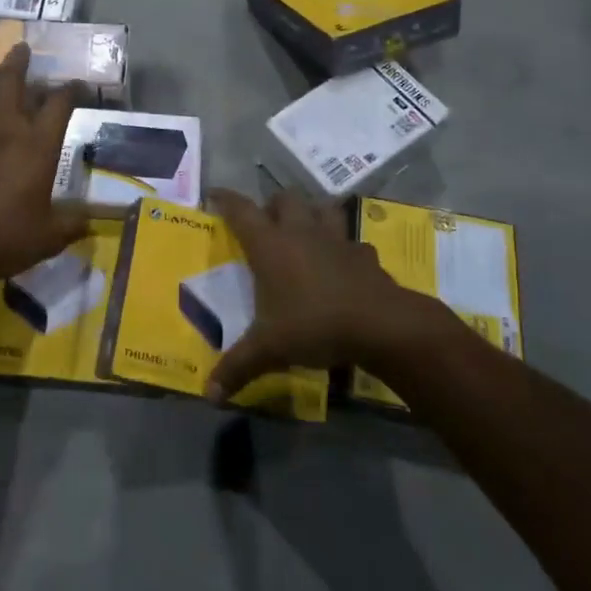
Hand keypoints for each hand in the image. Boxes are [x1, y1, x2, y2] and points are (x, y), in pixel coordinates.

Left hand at [0, 44, 89, 290]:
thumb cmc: (5, 237)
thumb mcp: (50, 236)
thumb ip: (74, 223)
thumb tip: (94, 219)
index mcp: (37, 146)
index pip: (58, 104)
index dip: (69, 90)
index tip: (75, 84)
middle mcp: (6, 129)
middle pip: (12, 81)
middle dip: (19, 62)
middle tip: (22, 48)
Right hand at [205, 188, 427, 401]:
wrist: (381, 325)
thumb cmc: (314, 325)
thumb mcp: (269, 349)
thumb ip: (238, 368)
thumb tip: (209, 396)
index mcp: (270, 245)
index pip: (241, 210)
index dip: (226, 199)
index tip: (214, 194)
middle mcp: (301, 232)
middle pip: (284, 199)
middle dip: (272, 205)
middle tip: (265, 223)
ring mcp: (336, 239)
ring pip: (321, 207)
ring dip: (311, 212)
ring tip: (304, 228)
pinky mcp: (364, 254)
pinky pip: (350, 240)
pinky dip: (343, 246)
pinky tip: (341, 262)